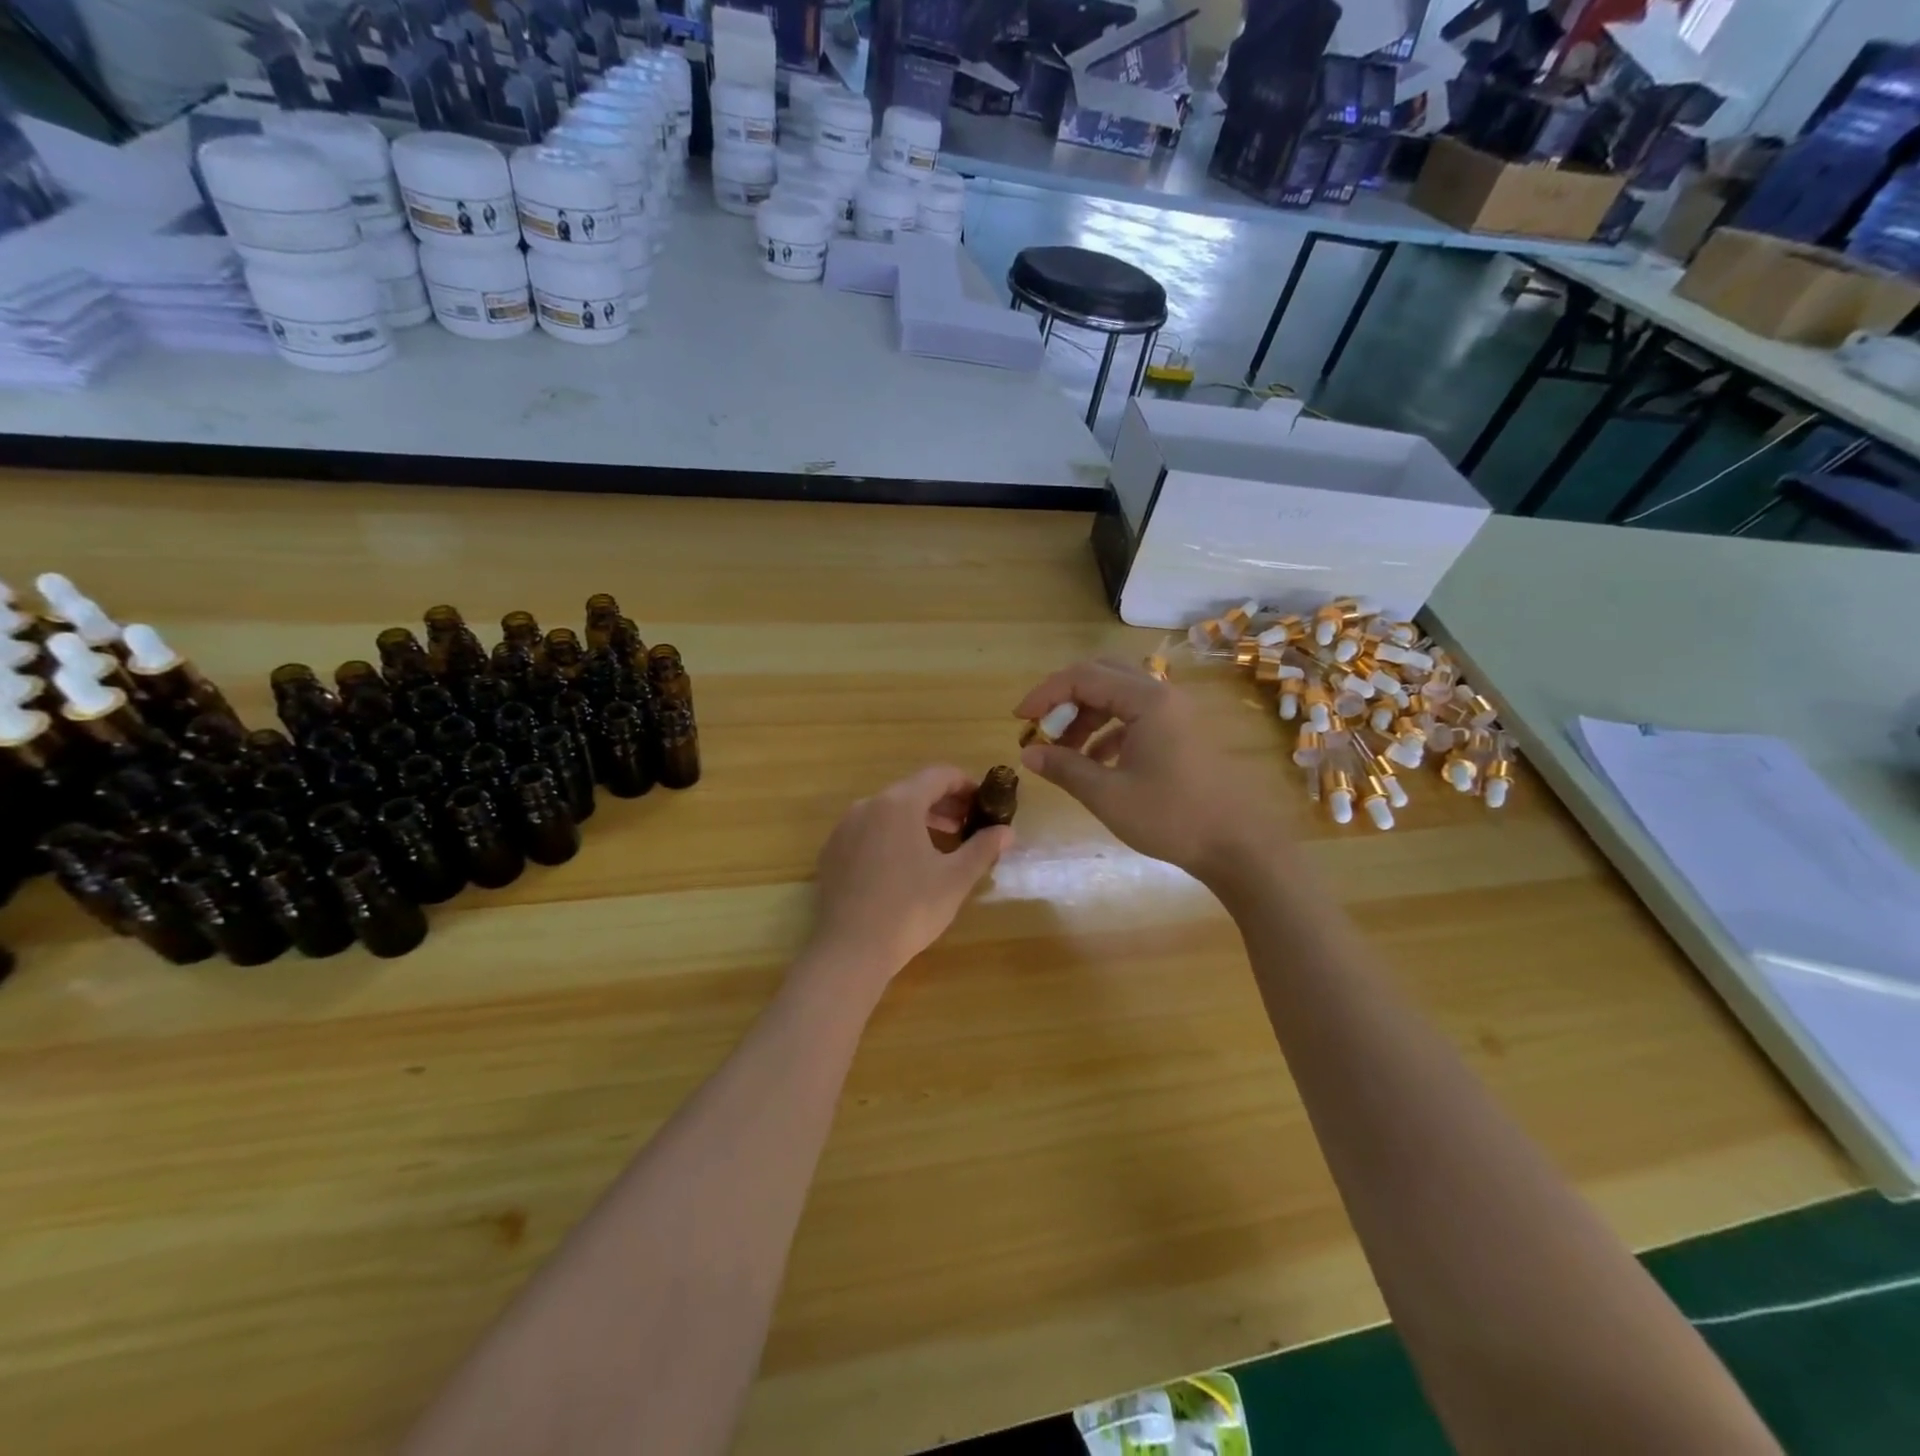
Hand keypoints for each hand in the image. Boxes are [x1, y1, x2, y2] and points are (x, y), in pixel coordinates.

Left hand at [805, 766, 1012, 989]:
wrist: (850, 950)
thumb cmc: (909, 909)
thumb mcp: (955, 879)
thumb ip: (983, 848)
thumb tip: (1007, 831)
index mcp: (899, 804)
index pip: (938, 775)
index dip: (966, 784)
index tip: (984, 803)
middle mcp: (868, 805)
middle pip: (912, 790)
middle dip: (944, 804)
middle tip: (969, 826)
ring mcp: (845, 828)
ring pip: (889, 811)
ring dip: (919, 819)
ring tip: (942, 844)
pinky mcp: (832, 851)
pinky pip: (869, 830)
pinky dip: (892, 835)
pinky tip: (905, 864)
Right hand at [1015, 658, 1285, 882]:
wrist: (1238, 846)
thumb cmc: (1172, 818)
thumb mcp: (1108, 795)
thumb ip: (1065, 768)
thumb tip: (1028, 754)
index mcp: (1147, 700)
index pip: (1083, 677)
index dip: (1045, 694)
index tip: (1019, 720)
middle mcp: (1162, 695)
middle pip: (1102, 676)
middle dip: (1065, 700)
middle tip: (1041, 728)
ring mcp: (1175, 713)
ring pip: (1118, 697)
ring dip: (1085, 717)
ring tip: (1062, 752)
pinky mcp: (1180, 732)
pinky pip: (1134, 717)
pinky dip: (1107, 731)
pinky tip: (1093, 763)